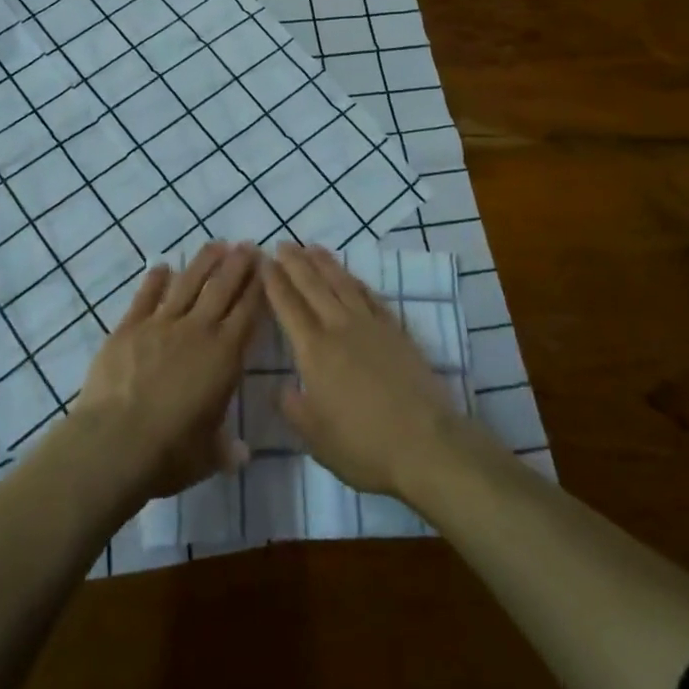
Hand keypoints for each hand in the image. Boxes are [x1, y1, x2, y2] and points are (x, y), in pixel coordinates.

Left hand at [73, 241, 263, 500]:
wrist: (114, 443)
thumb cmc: (169, 452)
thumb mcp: (207, 456)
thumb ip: (225, 449)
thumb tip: (241, 455)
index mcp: (224, 356)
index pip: (248, 312)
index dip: (258, 288)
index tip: (266, 267)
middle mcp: (197, 330)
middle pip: (222, 288)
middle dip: (237, 264)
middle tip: (248, 244)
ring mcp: (161, 324)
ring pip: (188, 283)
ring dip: (204, 262)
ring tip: (216, 244)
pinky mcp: (129, 327)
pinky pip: (146, 296)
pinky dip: (155, 279)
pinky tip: (162, 266)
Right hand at [264, 244, 461, 497]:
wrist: (425, 443)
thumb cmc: (363, 446)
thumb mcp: (315, 438)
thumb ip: (293, 408)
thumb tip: (281, 387)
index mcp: (314, 351)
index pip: (288, 307)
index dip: (274, 282)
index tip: (263, 261)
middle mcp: (339, 328)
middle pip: (313, 286)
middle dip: (295, 263)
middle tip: (283, 243)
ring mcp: (370, 326)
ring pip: (343, 284)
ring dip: (325, 263)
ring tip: (312, 247)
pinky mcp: (396, 331)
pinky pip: (371, 296)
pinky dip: (356, 281)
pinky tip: (351, 276)